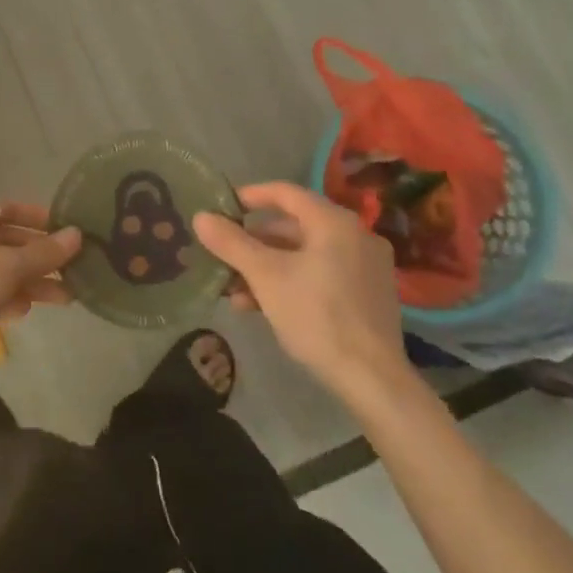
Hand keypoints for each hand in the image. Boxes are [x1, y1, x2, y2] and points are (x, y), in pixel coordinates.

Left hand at [0, 199, 82, 349]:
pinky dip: (5, 296)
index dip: (37, 217)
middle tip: (72, 270)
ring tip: (64, 298)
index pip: (6, 208)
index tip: (63, 230)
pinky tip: (25, 312)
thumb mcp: (9, 268)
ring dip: (29, 281)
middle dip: (40, 258)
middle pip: (6, 241)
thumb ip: (45, 252)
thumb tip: (77, 234)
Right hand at [193, 181, 412, 401]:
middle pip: (293, 226)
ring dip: (267, 267)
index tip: (221, 207)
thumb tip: (200, 216)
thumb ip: (231, 243)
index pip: (285, 192)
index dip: (250, 196)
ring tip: (234, 290)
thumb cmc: (316, 316)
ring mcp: (365, 266)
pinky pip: (321, 274)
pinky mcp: (368, 295)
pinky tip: (263, 307)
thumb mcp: (266, 277)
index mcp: (334, 222)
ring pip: (305, 254)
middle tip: (223, 255)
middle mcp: (355, 235)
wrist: (372, 379)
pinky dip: (291, 281)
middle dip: (254, 242)